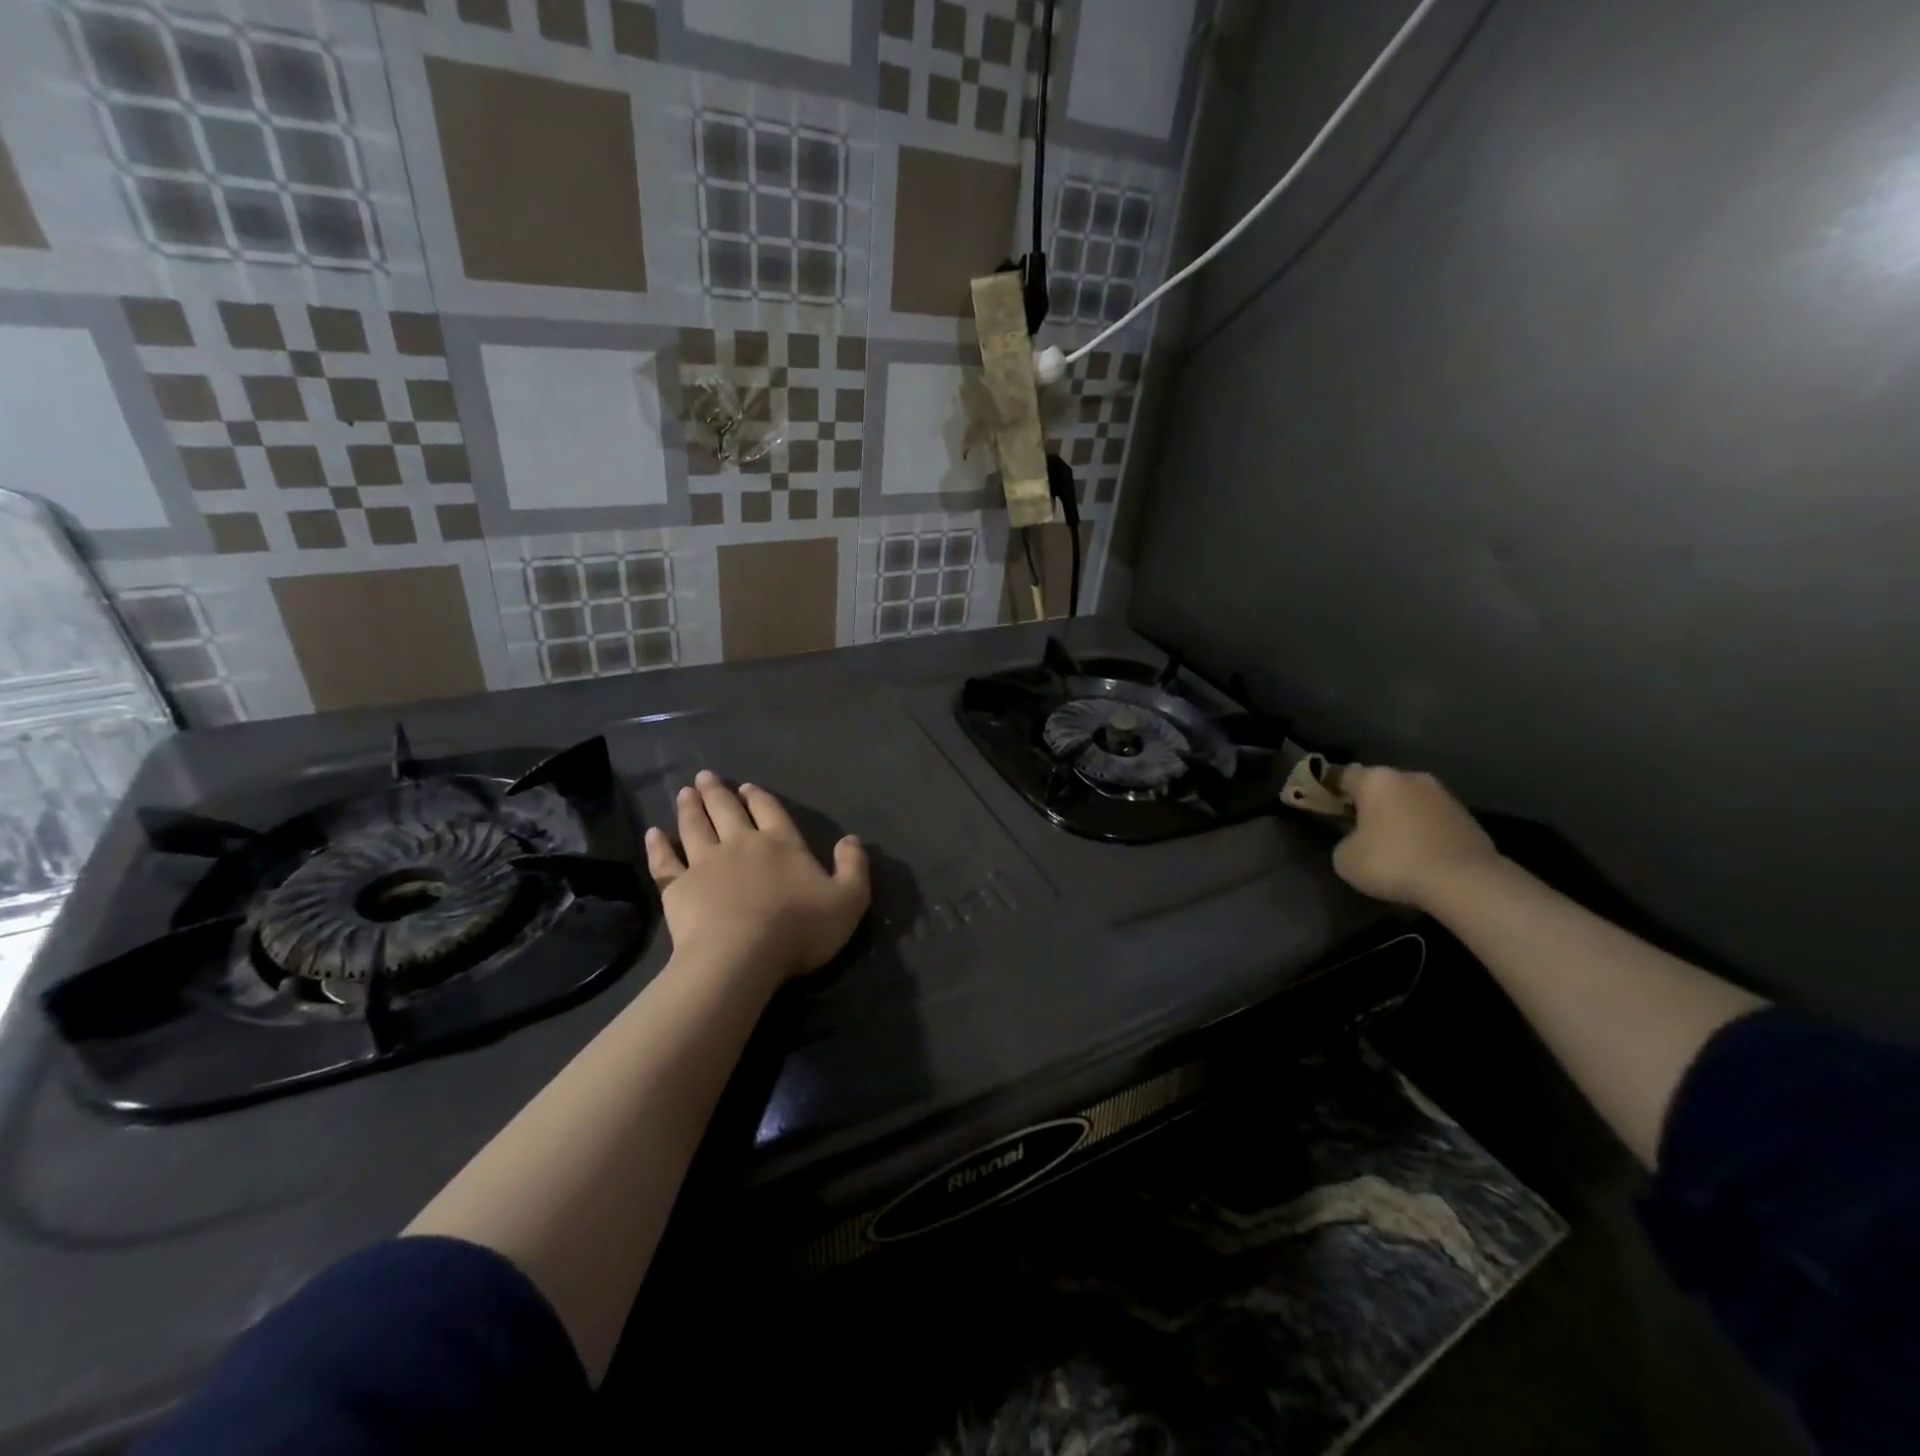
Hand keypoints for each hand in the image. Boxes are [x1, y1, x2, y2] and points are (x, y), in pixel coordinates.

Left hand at [644, 771, 869, 984]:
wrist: (740, 955)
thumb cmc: (799, 928)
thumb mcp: (848, 900)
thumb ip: (853, 867)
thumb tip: (852, 840)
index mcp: (782, 843)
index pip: (770, 811)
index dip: (759, 798)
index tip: (747, 787)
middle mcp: (742, 844)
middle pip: (727, 810)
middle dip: (718, 792)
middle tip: (706, 777)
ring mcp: (705, 863)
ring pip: (695, 827)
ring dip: (690, 808)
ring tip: (685, 792)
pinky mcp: (678, 887)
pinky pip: (665, 861)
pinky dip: (658, 846)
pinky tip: (653, 834)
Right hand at [1332, 766, 1500, 909]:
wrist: (1465, 882)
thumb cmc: (1393, 862)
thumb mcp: (1346, 858)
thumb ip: (1344, 841)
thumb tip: (1358, 841)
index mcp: (1376, 780)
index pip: (1342, 775)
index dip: (1330, 790)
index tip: (1325, 807)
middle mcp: (1411, 778)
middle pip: (1381, 787)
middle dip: (1369, 804)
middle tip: (1358, 829)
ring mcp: (1444, 796)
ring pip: (1410, 803)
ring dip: (1399, 818)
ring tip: (1392, 847)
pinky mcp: (1468, 818)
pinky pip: (1433, 821)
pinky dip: (1423, 833)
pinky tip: (1419, 857)